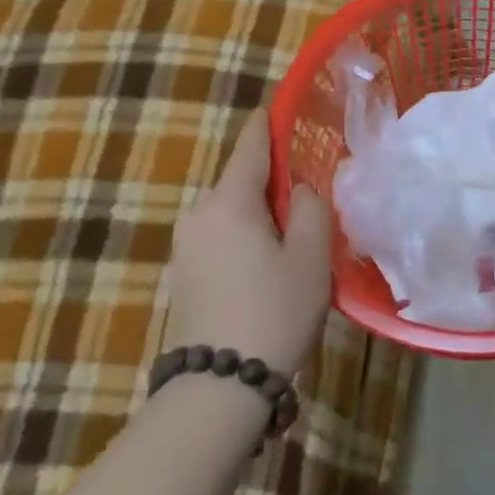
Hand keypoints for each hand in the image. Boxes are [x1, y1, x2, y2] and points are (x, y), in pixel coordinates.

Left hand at [162, 109, 332, 376]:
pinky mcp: (182, 277)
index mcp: (229, 201)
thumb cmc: (274, 309)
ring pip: (230, 212)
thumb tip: (300, 190)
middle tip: (309, 190)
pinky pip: (220, 238)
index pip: (250, 146)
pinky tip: (268, 263)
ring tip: (295, 233)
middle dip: (272, 178)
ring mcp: (185, 248)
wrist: (218, 386)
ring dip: (260, 212)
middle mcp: (198, 215)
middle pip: (239, 180)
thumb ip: (312, 209)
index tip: (280, 108)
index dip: (268, 125)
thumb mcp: (312, 255)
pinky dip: (245, 237)